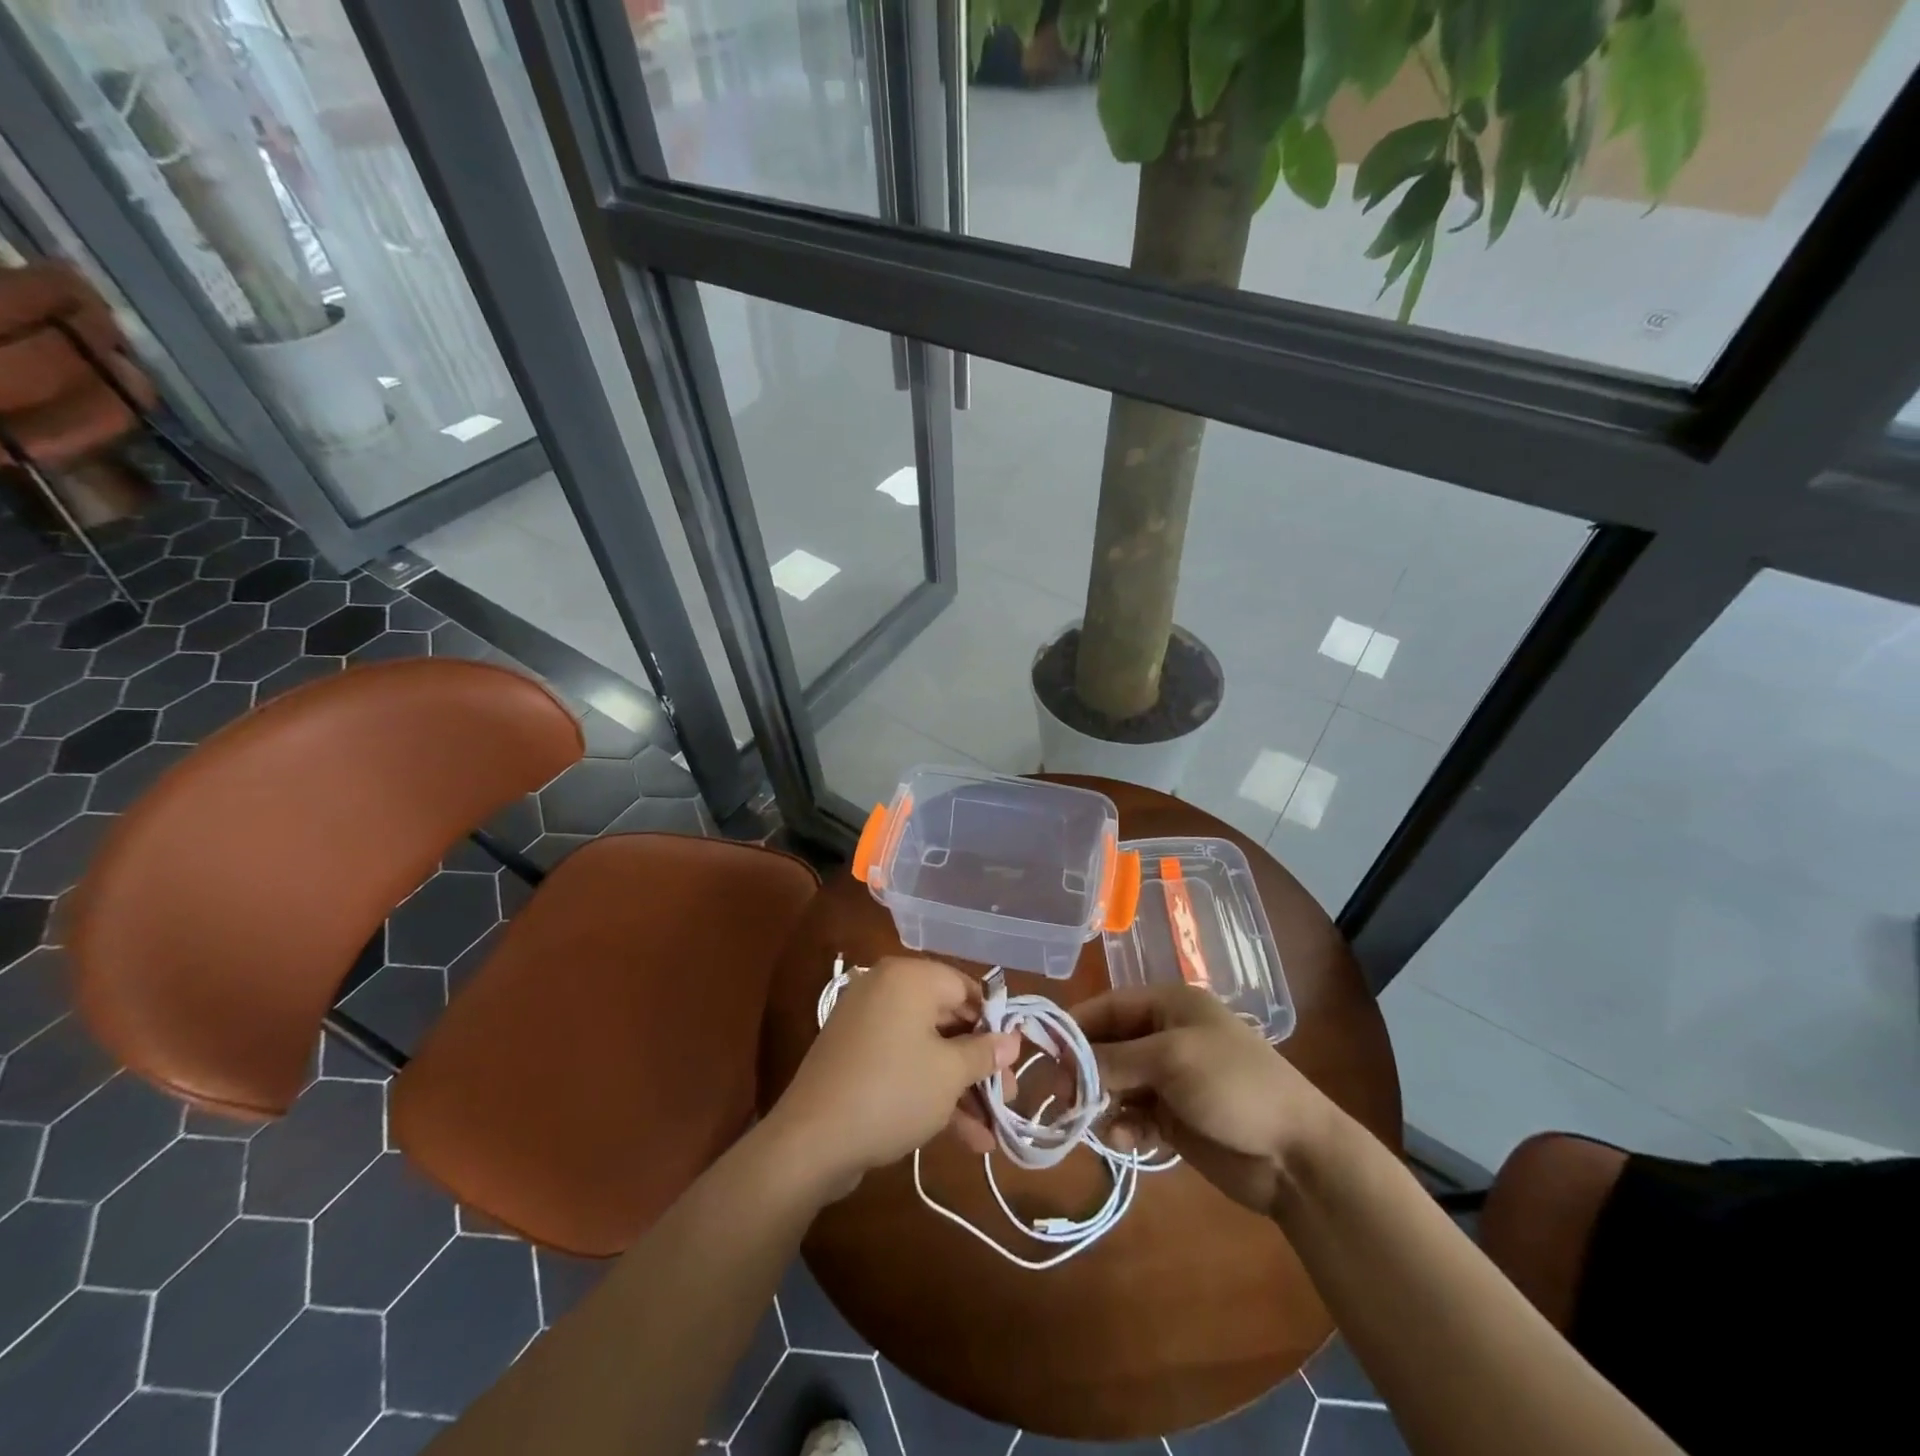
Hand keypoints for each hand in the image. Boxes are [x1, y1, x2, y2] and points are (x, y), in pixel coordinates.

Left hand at [767, 957, 1019, 1197]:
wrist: (811, 1140)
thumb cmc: (892, 1091)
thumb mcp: (949, 1073)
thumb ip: (984, 1053)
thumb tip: (1012, 1040)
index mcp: (909, 978)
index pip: (965, 987)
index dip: (993, 1023)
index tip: (1013, 1058)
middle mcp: (886, 990)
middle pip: (947, 1020)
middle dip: (979, 1064)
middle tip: (1006, 1098)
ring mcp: (868, 1025)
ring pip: (928, 1048)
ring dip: (961, 1087)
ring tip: (992, 1132)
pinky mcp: (856, 1058)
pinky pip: (904, 1064)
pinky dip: (931, 1091)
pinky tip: (965, 1137)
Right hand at [1074, 983, 1333, 1218]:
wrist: (1297, 1156)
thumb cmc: (1233, 1086)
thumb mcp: (1170, 1060)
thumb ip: (1114, 1059)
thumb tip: (1065, 1064)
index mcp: (1170, 1005)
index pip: (1108, 1006)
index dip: (1075, 1027)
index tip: (1042, 1051)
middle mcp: (1167, 1036)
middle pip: (1109, 1046)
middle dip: (1085, 1069)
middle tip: (1060, 1096)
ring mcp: (1171, 1078)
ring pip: (1117, 1083)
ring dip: (1102, 1101)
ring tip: (1092, 1122)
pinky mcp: (1175, 1118)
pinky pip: (1134, 1115)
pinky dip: (1124, 1126)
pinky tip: (1125, 1141)